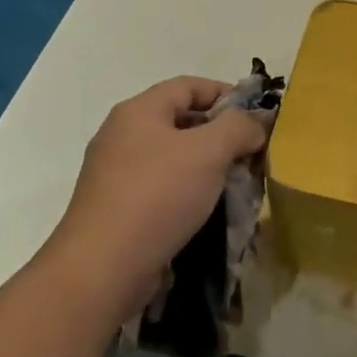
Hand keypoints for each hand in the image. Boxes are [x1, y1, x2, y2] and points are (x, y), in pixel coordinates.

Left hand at [42, 77, 267, 322]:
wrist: (100, 271)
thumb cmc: (157, 196)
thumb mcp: (209, 152)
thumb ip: (238, 127)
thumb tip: (255, 123)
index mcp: (138, 111)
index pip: (188, 85)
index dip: (225, 93)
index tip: (256, 116)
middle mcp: (121, 135)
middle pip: (180, 120)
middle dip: (219, 134)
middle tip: (250, 152)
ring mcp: (114, 175)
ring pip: (172, 158)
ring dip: (205, 167)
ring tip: (235, 184)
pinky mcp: (115, 210)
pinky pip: (160, 189)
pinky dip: (186, 193)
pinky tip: (206, 212)